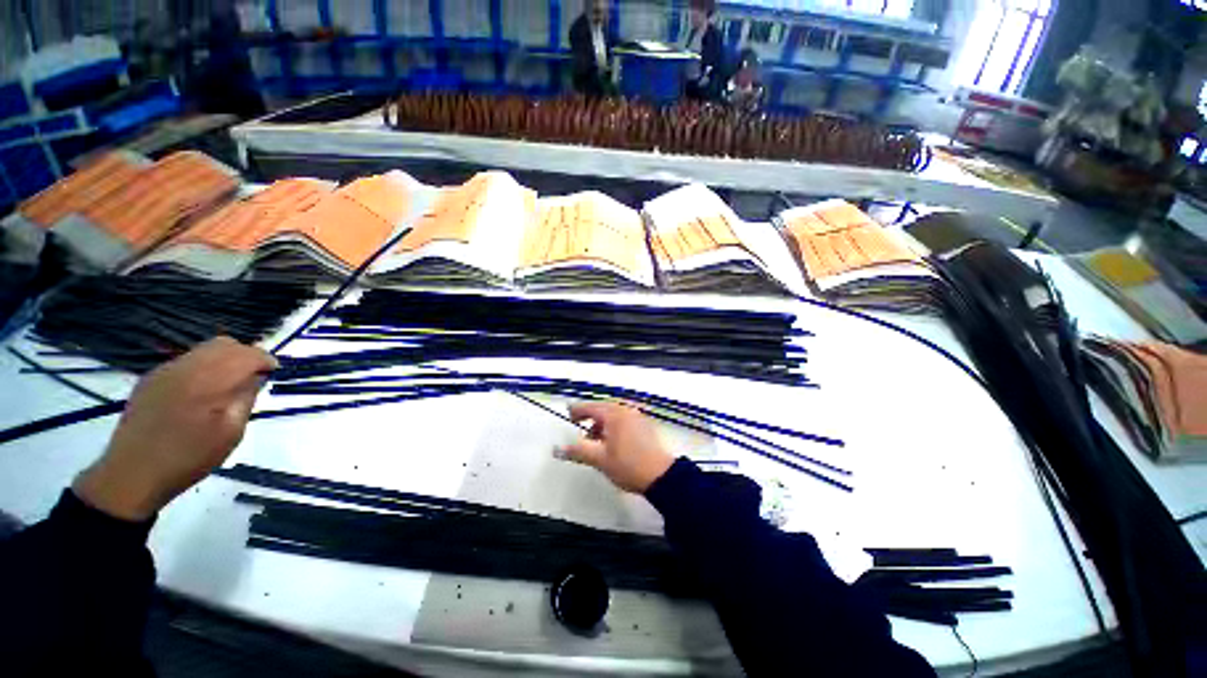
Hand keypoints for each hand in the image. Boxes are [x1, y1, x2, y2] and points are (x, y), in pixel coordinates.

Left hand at [74, 337, 276, 520]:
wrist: (132, 474)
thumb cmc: (189, 458)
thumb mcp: (231, 433)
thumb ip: (245, 399)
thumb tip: (256, 377)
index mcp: (209, 382)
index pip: (247, 355)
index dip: (265, 360)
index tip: (273, 372)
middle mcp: (185, 368)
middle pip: (224, 344)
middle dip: (245, 355)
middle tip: (253, 377)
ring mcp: (164, 371)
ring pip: (204, 349)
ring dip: (224, 360)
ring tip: (228, 385)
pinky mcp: (151, 379)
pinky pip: (185, 361)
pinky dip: (203, 367)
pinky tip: (201, 392)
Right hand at [560, 401, 674, 493]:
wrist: (660, 475)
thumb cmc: (629, 466)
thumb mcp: (599, 459)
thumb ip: (577, 451)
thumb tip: (558, 449)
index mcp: (613, 415)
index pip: (590, 407)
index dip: (577, 410)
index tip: (569, 414)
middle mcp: (626, 411)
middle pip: (602, 408)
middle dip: (590, 417)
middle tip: (580, 426)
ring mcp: (637, 416)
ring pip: (614, 413)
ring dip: (602, 422)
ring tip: (596, 439)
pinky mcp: (644, 424)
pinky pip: (624, 418)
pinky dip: (614, 424)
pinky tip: (612, 440)